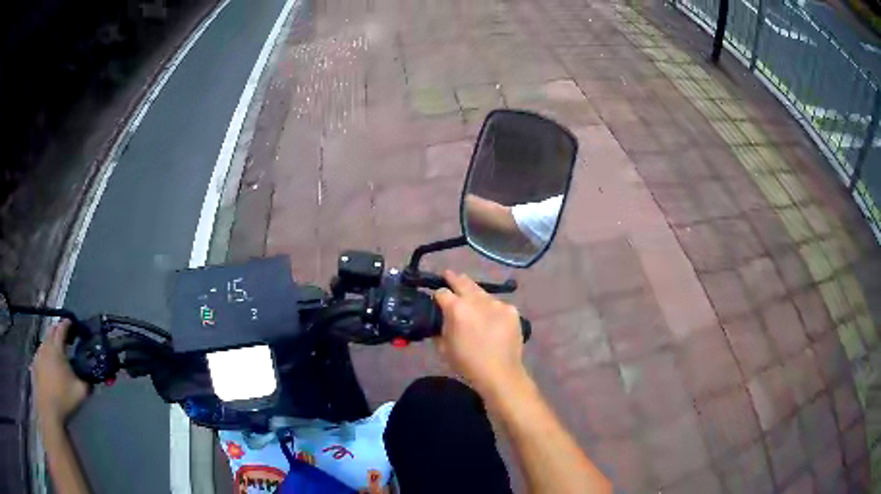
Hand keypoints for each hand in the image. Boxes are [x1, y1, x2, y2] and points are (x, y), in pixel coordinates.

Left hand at [33, 320, 89, 424]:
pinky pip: (39, 356)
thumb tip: (91, 377)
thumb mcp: (81, 392)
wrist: (48, 411)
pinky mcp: (34, 365)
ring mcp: (37, 355)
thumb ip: (88, 382)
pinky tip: (48, 369)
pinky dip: (45, 357)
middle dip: (58, 331)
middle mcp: (45, 346)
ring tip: (56, 356)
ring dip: (50, 345)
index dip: (67, 324)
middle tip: (65, 338)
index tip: (72, 322)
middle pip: (51, 331)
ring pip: (44, 343)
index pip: (61, 328)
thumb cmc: (64, 399)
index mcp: (56, 348)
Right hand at [434, 270, 526, 397]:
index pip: (442, 292)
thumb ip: (440, 328)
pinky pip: (497, 305)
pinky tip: (490, 317)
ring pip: (481, 292)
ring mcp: (497, 304)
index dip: (438, 295)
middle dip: (454, 278)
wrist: (500, 374)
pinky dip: (491, 308)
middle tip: (449, 274)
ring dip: (474, 294)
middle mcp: (477, 300)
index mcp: (457, 309)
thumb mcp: (444, 348)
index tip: (437, 299)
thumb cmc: (467, 364)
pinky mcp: (511, 311)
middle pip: (463, 281)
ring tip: (472, 298)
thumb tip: (441, 318)